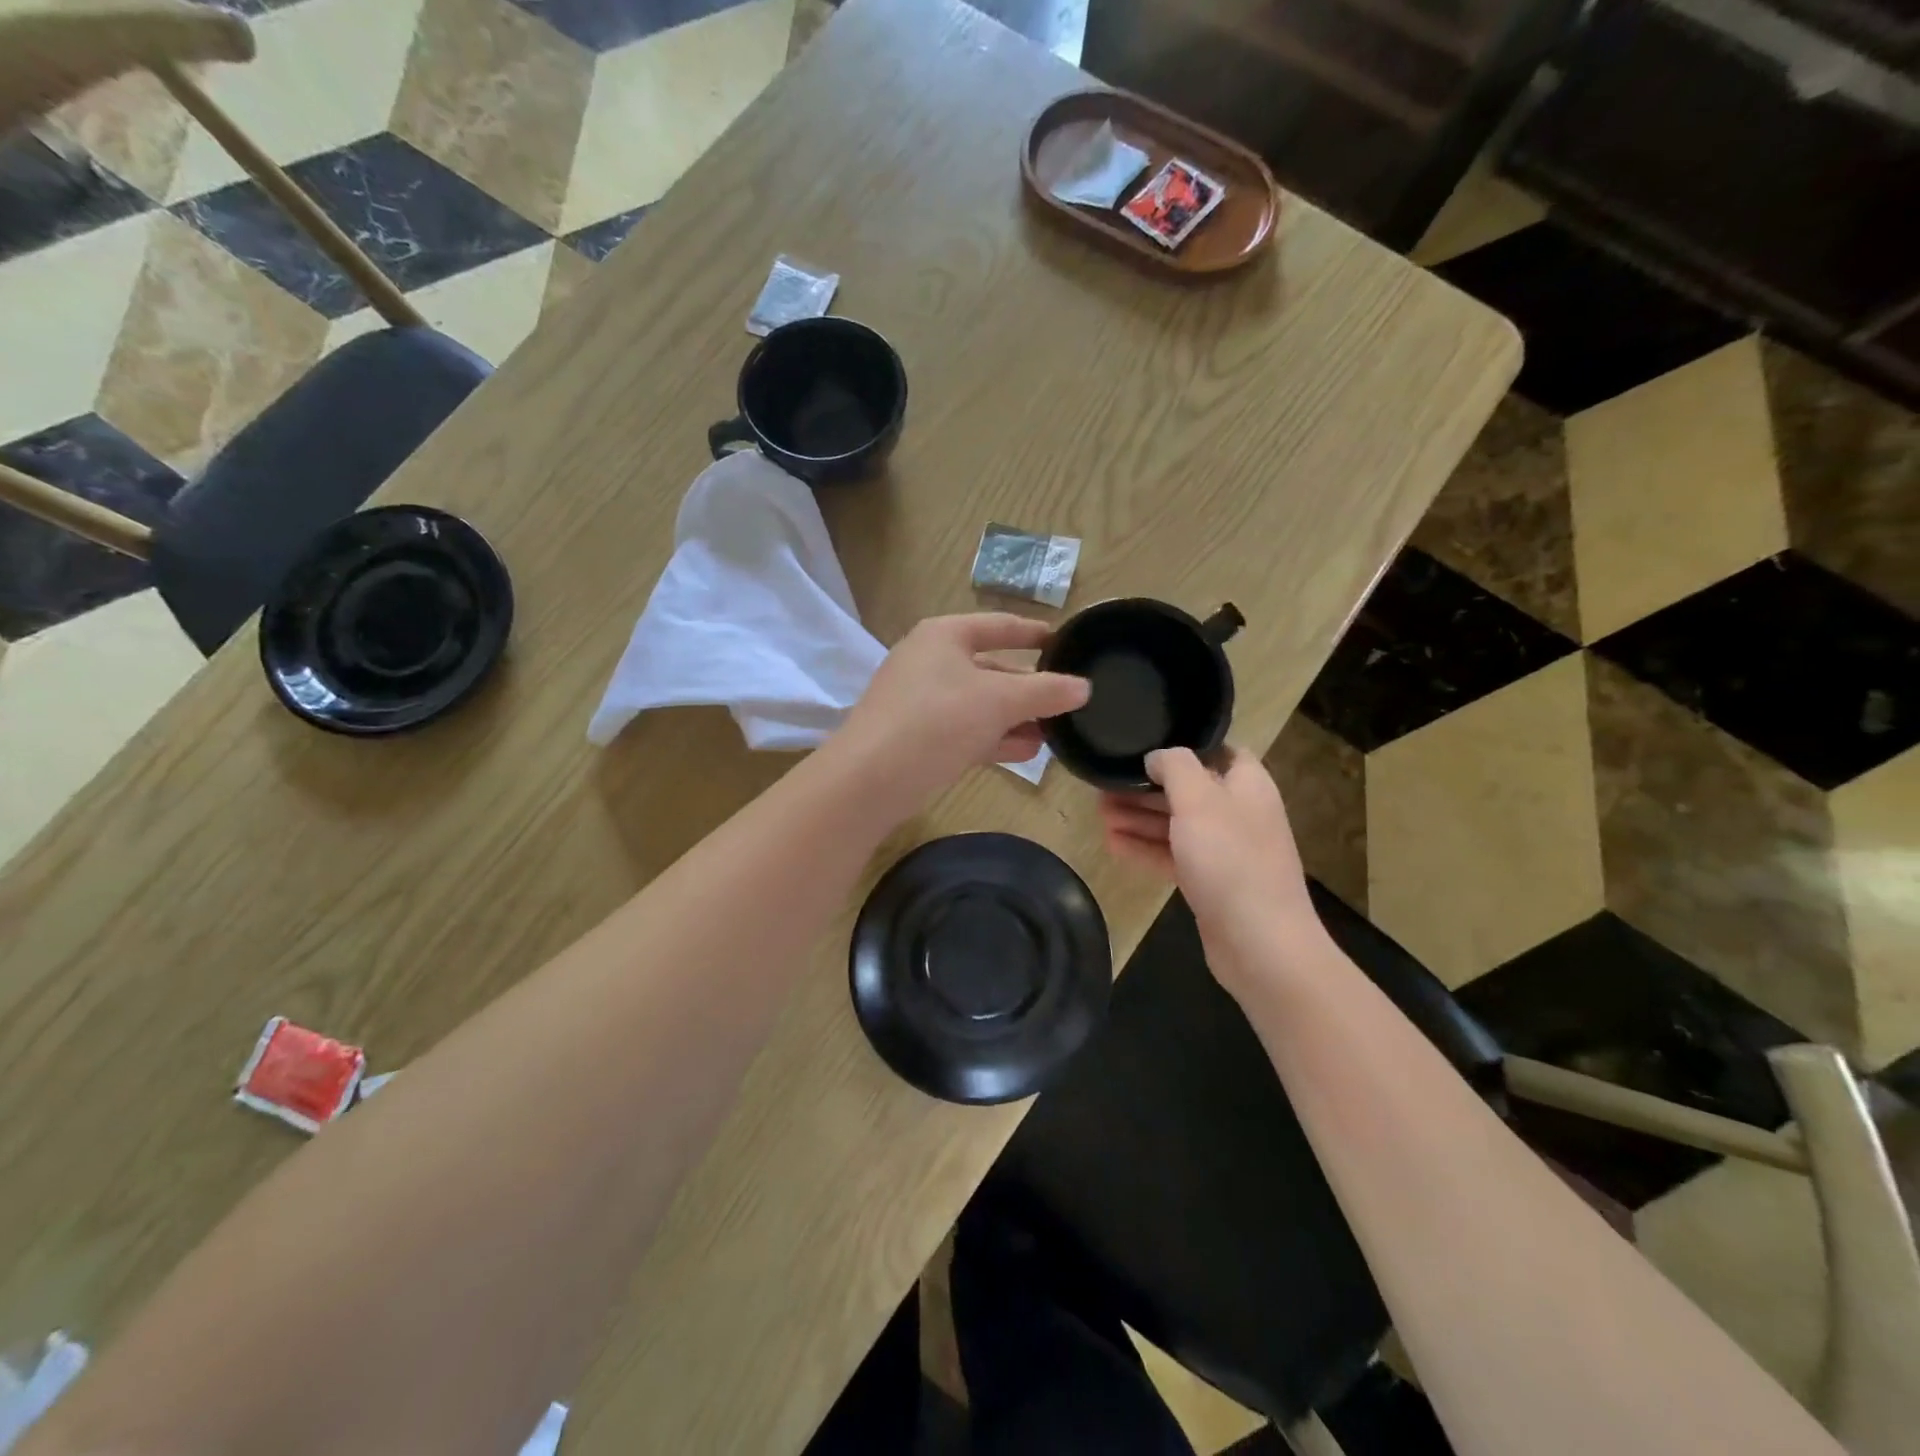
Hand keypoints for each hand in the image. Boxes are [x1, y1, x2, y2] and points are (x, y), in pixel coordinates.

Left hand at [835, 613, 1089, 810]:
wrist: (869, 780)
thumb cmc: (936, 721)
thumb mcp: (998, 701)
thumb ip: (1044, 691)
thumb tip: (1083, 687)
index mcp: (945, 636)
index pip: (1001, 625)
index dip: (1036, 633)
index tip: (1069, 643)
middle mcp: (931, 661)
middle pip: (993, 667)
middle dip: (1030, 688)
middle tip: (1070, 702)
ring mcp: (922, 701)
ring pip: (981, 703)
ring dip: (1017, 718)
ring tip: (1056, 733)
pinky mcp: (919, 737)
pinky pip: (967, 730)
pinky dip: (995, 738)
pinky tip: (1027, 752)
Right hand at [1098, 747, 1322, 992]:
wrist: (1259, 944)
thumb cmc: (1230, 861)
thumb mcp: (1199, 800)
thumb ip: (1176, 767)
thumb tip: (1157, 756)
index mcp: (1247, 785)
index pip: (1218, 751)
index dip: (1182, 748)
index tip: (1143, 748)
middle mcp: (1238, 813)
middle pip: (1189, 789)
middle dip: (1147, 787)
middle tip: (1104, 786)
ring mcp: (1225, 851)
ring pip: (1177, 824)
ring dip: (1139, 818)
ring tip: (1099, 813)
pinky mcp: (1210, 882)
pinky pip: (1174, 856)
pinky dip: (1145, 848)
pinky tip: (1113, 845)